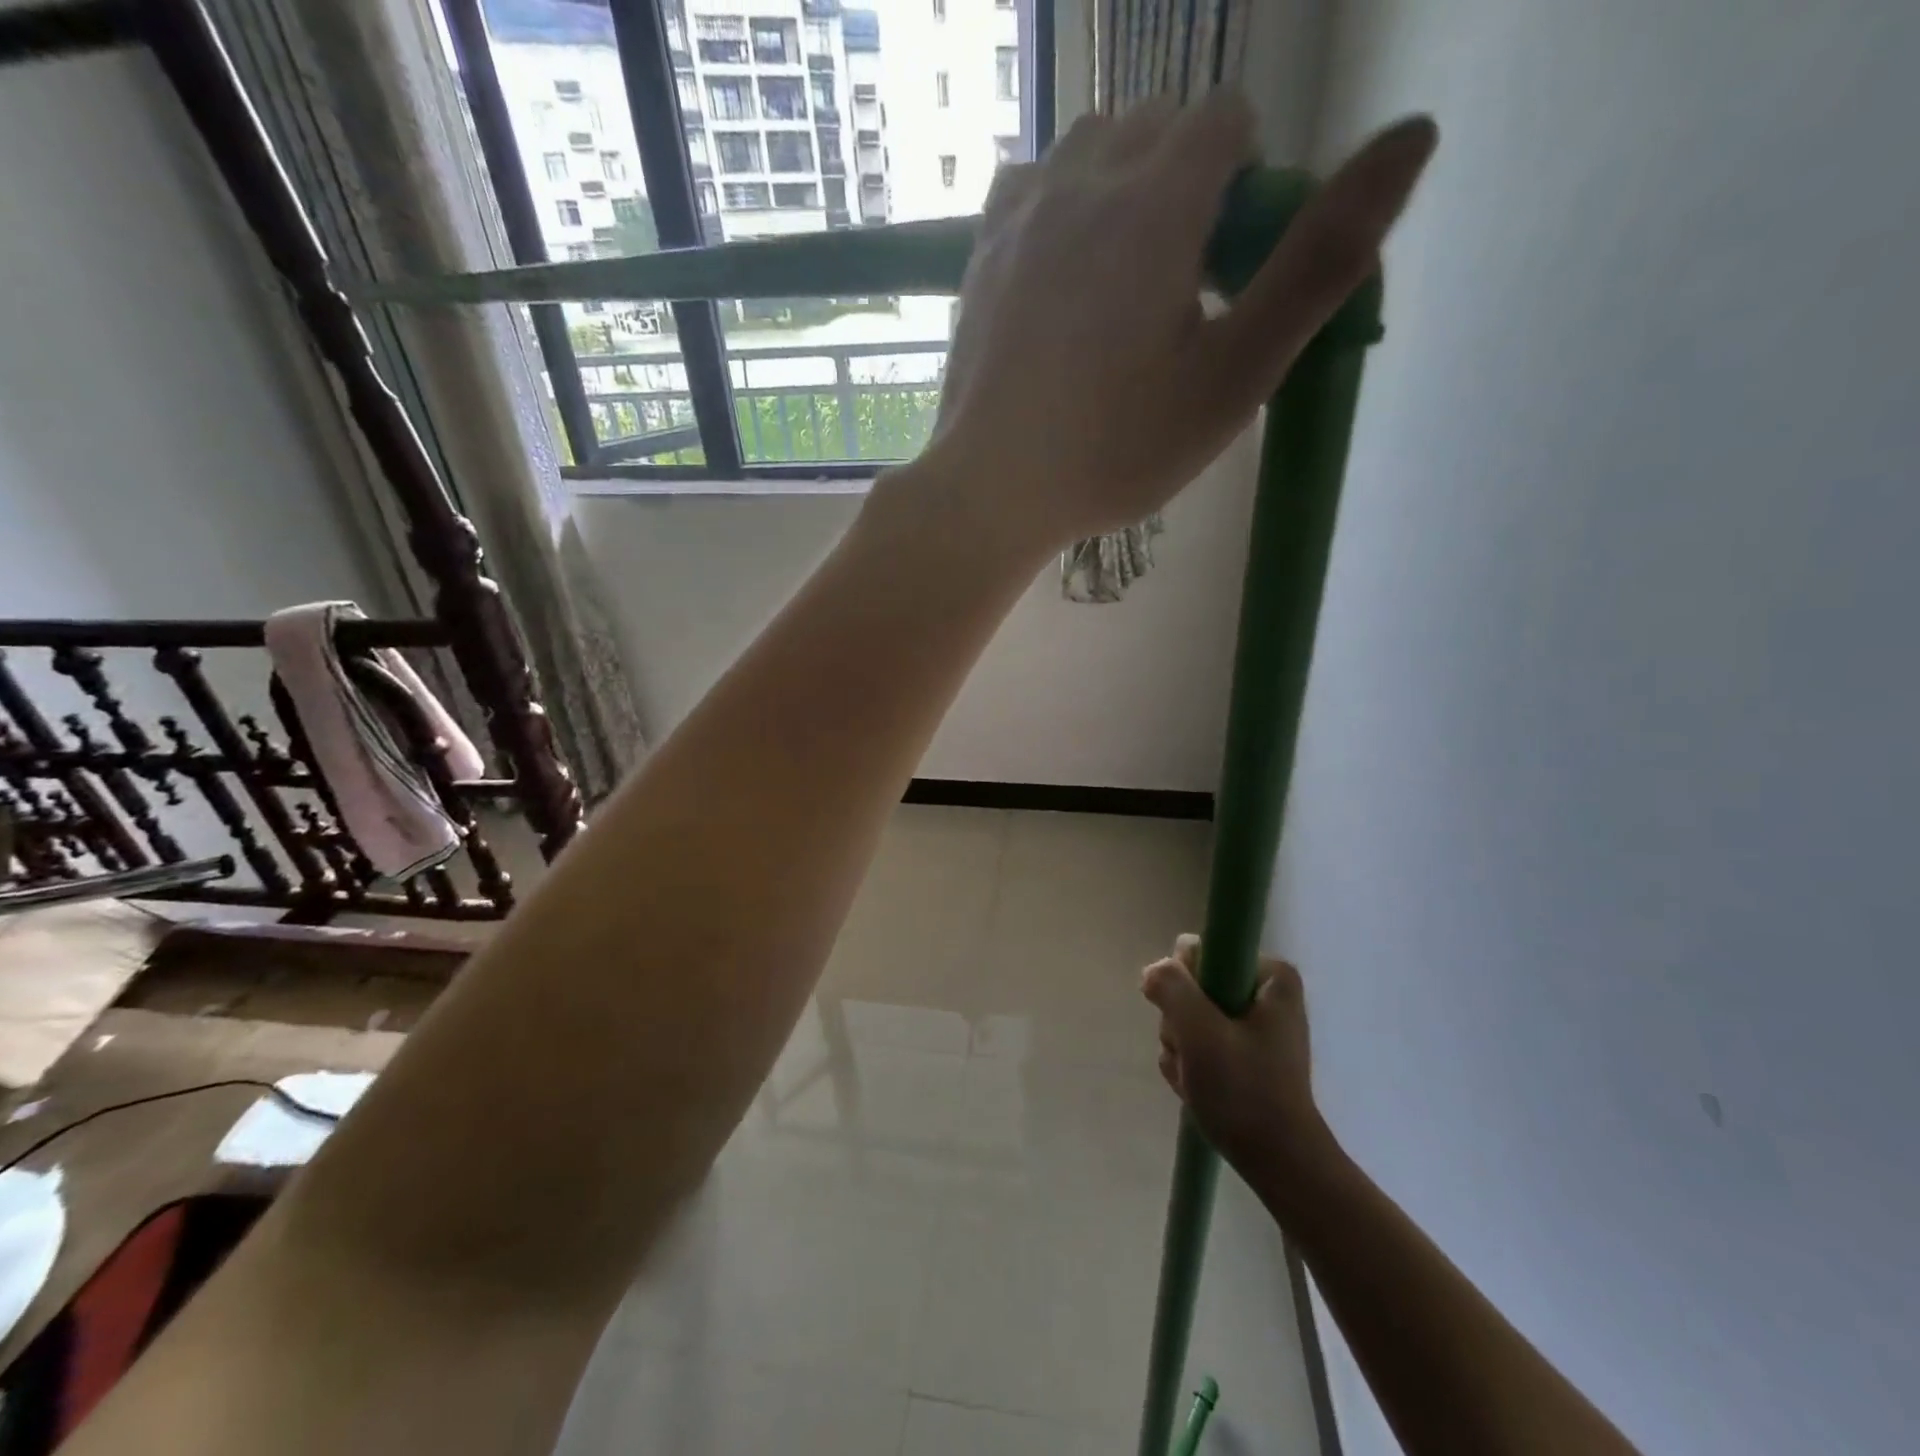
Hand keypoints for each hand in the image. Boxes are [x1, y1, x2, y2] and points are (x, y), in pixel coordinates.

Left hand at [921, 94, 1437, 553]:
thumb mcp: (1234, 375)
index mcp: (1158, 201)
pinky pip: (1030, 183)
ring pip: (1091, 145)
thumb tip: (1415, 135)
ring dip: (1122, 185)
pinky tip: (1061, 269)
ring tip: (1120, 280)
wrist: (995, 489)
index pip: (1228, 120)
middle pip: (1160, 125)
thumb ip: (1319, 260)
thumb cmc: (1116, 449)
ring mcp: (1022, 212)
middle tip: (1179, 284)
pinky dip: (1059, 204)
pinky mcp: (981, 252)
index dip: (1246, 182)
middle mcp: (1085, 179)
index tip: (1231, 265)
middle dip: (1187, 182)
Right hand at [1142, 936, 1336, 1189]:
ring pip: (1190, 1016)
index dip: (1185, 982)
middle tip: (1192, 1055)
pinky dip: (1191, 1064)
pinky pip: (1199, 1042)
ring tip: (1195, 1078)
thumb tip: (1154, 971)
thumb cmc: (1244, 1091)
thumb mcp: (1199, 1031)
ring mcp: (1254, 1025)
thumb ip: (1172, 987)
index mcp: (1270, 976)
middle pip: (1192, 986)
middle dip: (1181, 1023)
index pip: (1202, 952)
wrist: (1278, 1164)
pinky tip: (1197, 1088)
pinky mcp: (1245, 1053)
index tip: (1188, 1018)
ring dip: (1181, 1047)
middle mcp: (1265, 993)